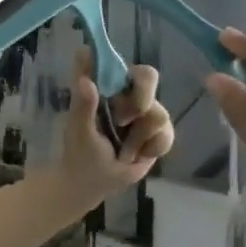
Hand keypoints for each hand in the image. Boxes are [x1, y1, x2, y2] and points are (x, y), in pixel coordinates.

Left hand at [60, 50, 175, 199]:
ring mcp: (144, 110)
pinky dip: (152, 148)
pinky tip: (137, 155)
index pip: (112, 61)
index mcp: (102, 86)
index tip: (112, 80)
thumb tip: (85, 80)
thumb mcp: (78, 130)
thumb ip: (83, 105)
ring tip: (123, 149)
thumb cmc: (80, 153)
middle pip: (148, 76)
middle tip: (122, 121)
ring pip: (159, 111)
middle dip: (140, 100)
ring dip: (139, 137)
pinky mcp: (157, 131)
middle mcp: (125, 93)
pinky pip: (166, 133)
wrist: (94, 184)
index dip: (115, 61)